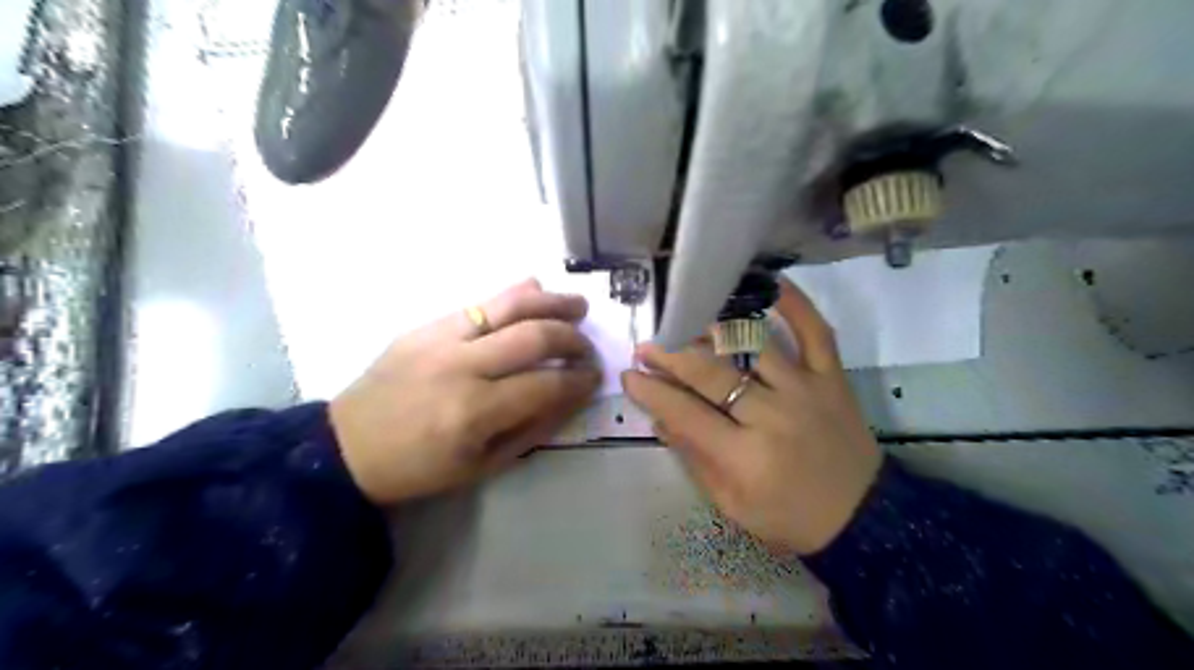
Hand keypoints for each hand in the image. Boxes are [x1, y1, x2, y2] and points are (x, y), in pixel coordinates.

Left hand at [328, 280, 601, 503]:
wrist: (346, 447)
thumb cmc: (419, 468)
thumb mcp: (482, 466)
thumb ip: (532, 428)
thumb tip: (571, 396)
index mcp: (474, 412)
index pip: (547, 384)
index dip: (580, 379)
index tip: (595, 377)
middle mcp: (461, 366)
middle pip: (534, 336)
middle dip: (572, 339)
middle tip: (587, 347)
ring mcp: (440, 339)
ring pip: (509, 306)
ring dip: (551, 303)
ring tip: (578, 305)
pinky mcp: (425, 326)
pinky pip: (477, 302)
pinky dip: (513, 294)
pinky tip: (535, 289)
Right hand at [620, 277, 879, 553]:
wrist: (863, 518)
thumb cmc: (789, 518)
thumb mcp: (731, 504)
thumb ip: (694, 458)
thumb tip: (660, 417)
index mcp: (745, 457)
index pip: (685, 413)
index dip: (651, 392)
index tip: (629, 376)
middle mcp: (773, 415)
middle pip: (711, 373)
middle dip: (670, 355)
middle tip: (647, 346)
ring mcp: (806, 389)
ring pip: (753, 344)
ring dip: (713, 327)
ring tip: (687, 318)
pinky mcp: (832, 378)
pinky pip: (816, 331)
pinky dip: (794, 304)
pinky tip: (769, 283)